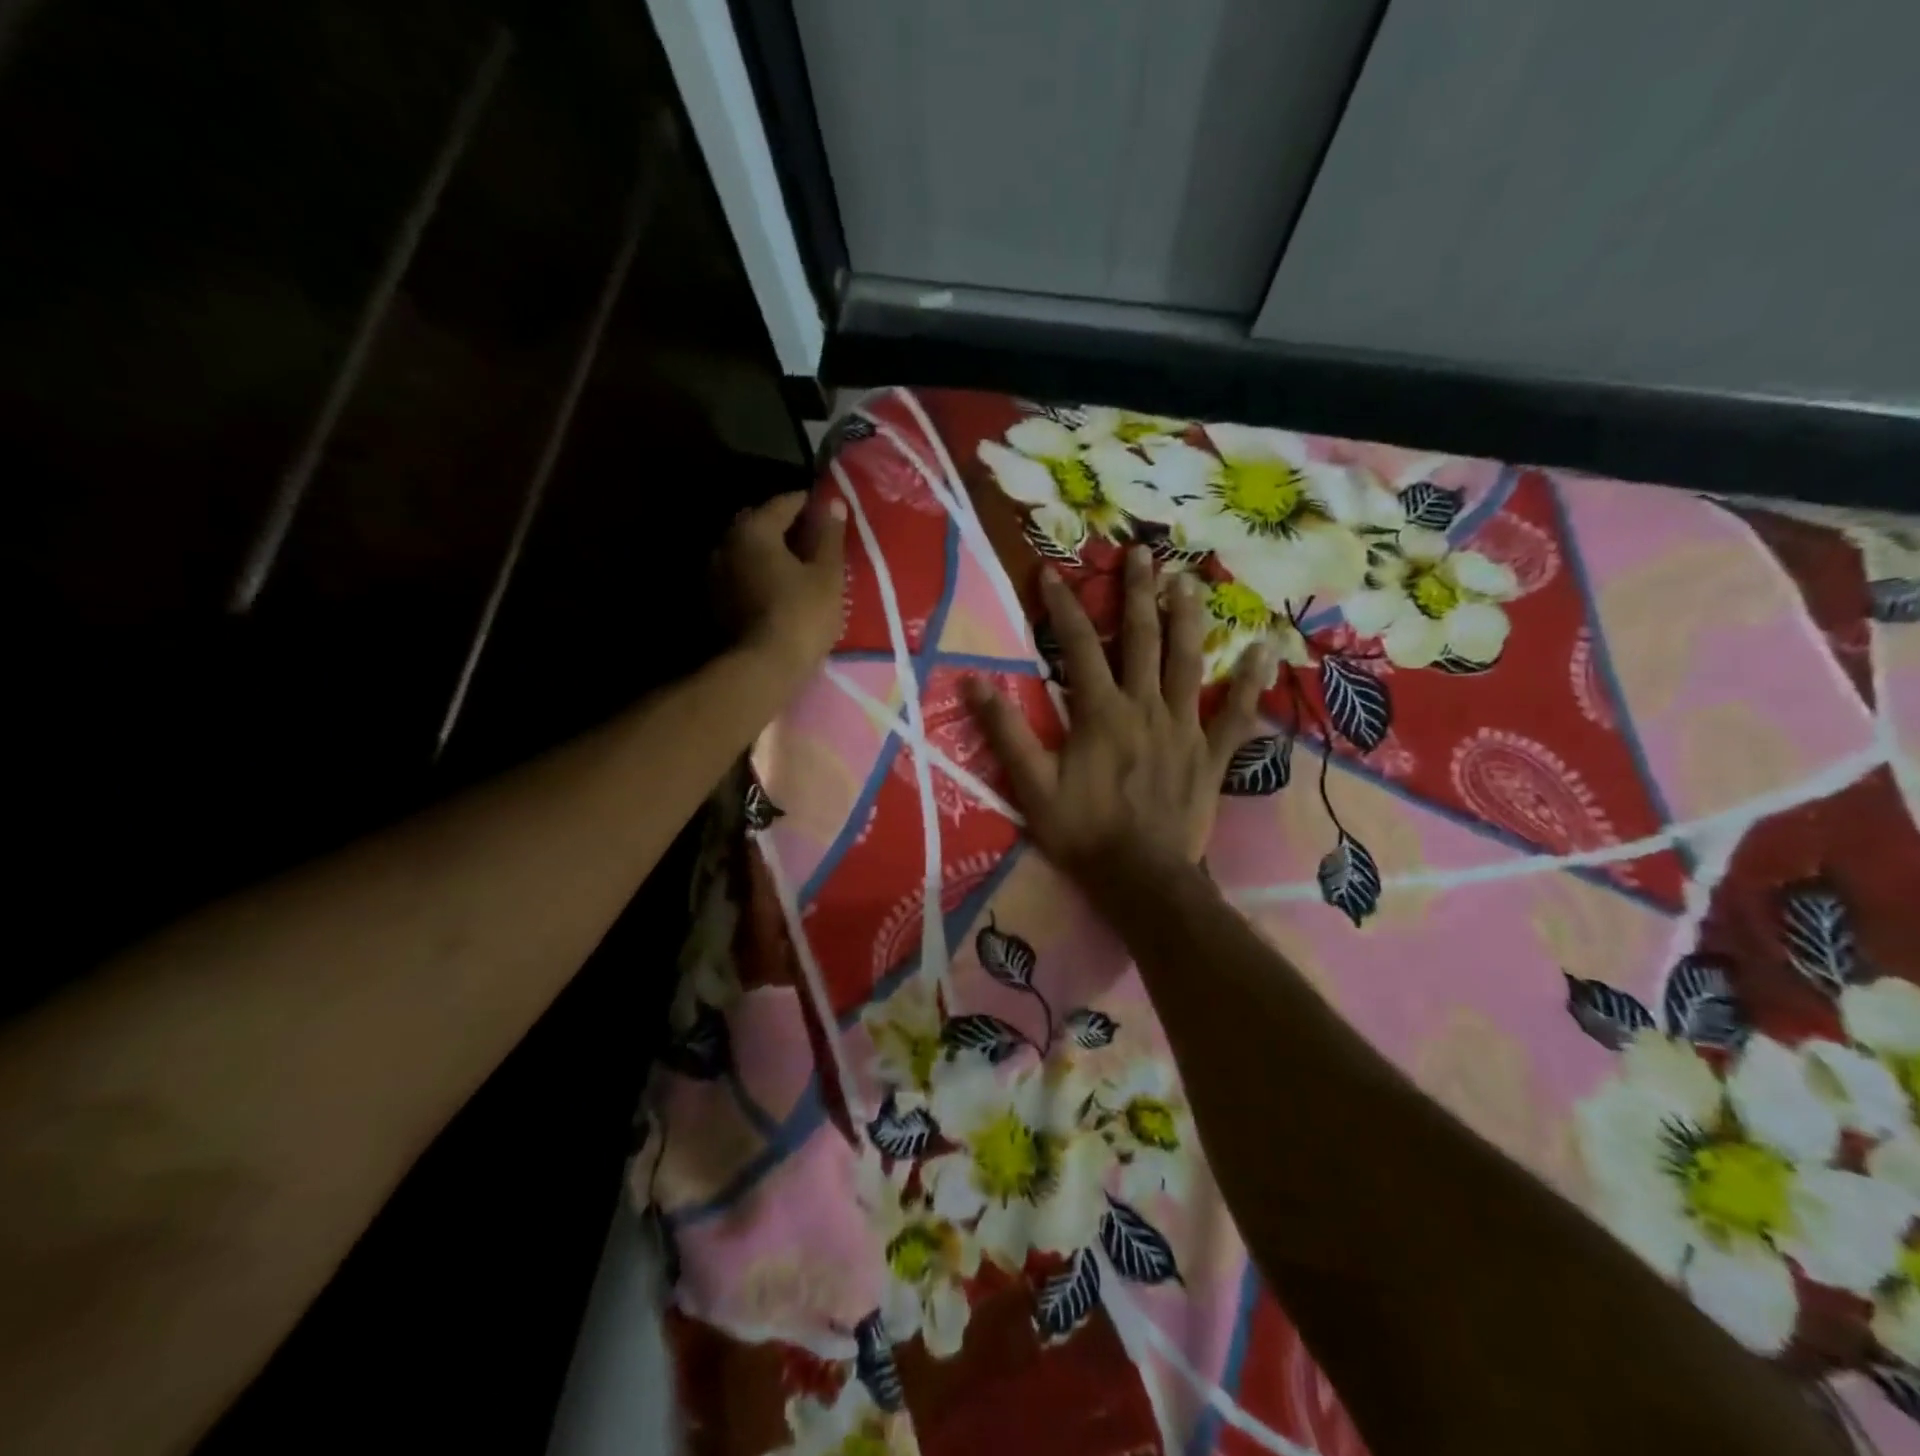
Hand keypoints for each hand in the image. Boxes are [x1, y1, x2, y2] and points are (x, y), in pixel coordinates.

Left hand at [718, 490, 847, 690]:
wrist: (764, 667)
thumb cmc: (802, 614)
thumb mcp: (827, 574)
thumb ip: (830, 535)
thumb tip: (834, 502)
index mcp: (754, 528)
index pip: (786, 503)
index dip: (811, 505)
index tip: (831, 513)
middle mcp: (726, 542)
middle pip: (762, 524)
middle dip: (788, 528)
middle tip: (817, 541)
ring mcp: (716, 573)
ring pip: (750, 551)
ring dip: (773, 553)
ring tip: (801, 567)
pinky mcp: (716, 601)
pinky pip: (743, 575)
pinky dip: (761, 574)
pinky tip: (781, 588)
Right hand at [965, 547, 1272, 883]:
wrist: (1140, 878)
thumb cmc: (1082, 833)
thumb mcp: (1031, 786)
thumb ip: (1005, 732)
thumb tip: (974, 681)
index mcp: (1100, 712)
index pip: (1076, 646)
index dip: (1062, 606)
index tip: (1051, 571)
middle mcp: (1144, 706)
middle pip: (1141, 638)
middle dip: (1137, 593)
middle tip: (1141, 553)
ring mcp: (1183, 727)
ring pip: (1187, 661)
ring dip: (1187, 618)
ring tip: (1188, 580)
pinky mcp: (1210, 754)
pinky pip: (1234, 714)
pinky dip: (1248, 684)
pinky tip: (1263, 652)